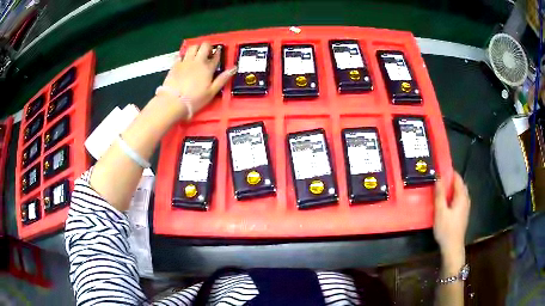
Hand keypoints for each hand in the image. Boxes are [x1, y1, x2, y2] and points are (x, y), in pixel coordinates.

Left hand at [159, 42, 236, 120]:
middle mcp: (197, 61)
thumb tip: (233, 68)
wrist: (173, 101)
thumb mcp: (211, 92)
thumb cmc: (194, 99)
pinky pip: (181, 54)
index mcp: (208, 68)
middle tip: (208, 52)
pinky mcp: (175, 65)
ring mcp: (185, 62)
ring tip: (197, 54)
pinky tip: (184, 59)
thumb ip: (222, 79)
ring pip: (193, 47)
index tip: (218, 53)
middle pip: (204, 46)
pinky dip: (184, 55)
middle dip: (208, 46)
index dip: (218, 53)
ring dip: (197, 48)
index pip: (216, 56)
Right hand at [433, 171, 470, 255]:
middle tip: (438, 180)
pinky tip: (446, 202)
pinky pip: (459, 199)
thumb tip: (438, 177)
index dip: (449, 172)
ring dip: (452, 188)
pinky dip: (453, 196)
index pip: (457, 178)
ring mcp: (465, 207)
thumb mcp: (440, 211)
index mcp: (462, 196)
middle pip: (459, 184)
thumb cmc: (446, 229)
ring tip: (441, 190)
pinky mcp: (463, 214)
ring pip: (460, 192)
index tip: (439, 169)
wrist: (453, 247)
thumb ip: (440, 194)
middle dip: (450, 180)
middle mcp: (466, 199)